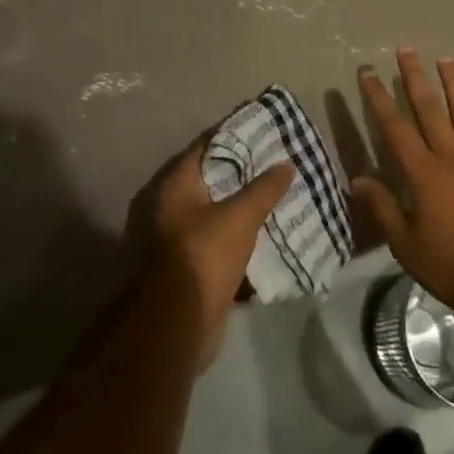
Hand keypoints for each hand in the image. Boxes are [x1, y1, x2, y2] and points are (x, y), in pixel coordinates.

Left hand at [131, 136, 292, 365]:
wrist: (176, 324)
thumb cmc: (203, 256)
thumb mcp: (240, 216)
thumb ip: (264, 188)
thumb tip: (285, 164)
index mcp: (175, 185)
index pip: (206, 146)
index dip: (234, 136)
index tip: (262, 130)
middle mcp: (168, 205)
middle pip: (209, 178)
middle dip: (241, 171)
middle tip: (274, 162)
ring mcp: (174, 236)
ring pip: (214, 210)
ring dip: (240, 204)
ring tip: (274, 193)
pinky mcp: (185, 263)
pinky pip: (215, 237)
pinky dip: (236, 232)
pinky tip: (263, 230)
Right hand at [353, 49, 453, 308]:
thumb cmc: (449, 264)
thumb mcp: (405, 244)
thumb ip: (382, 208)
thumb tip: (358, 179)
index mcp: (424, 174)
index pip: (395, 128)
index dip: (380, 99)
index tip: (369, 73)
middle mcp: (452, 159)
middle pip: (430, 111)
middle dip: (415, 78)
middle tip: (406, 50)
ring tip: (446, 59)